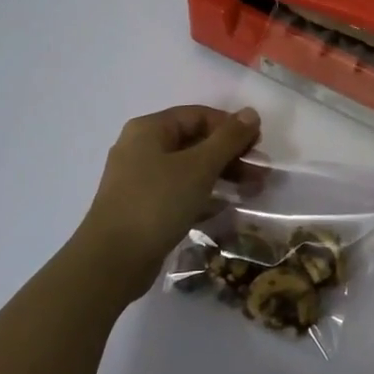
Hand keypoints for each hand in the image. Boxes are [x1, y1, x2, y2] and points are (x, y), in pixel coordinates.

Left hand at [80, 105, 260, 278]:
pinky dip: (204, 196)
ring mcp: (139, 179)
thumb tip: (251, 112)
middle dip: (230, 155)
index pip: (198, 115)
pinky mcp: (142, 207)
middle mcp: (141, 148)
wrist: (112, 260)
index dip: (231, 127)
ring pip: (189, 169)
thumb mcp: (199, 167)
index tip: (258, 146)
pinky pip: (179, 192)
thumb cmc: (157, 202)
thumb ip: (228, 139)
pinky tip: (226, 208)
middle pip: (194, 142)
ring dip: (222, 176)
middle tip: (260, 173)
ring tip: (253, 191)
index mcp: (149, 129)